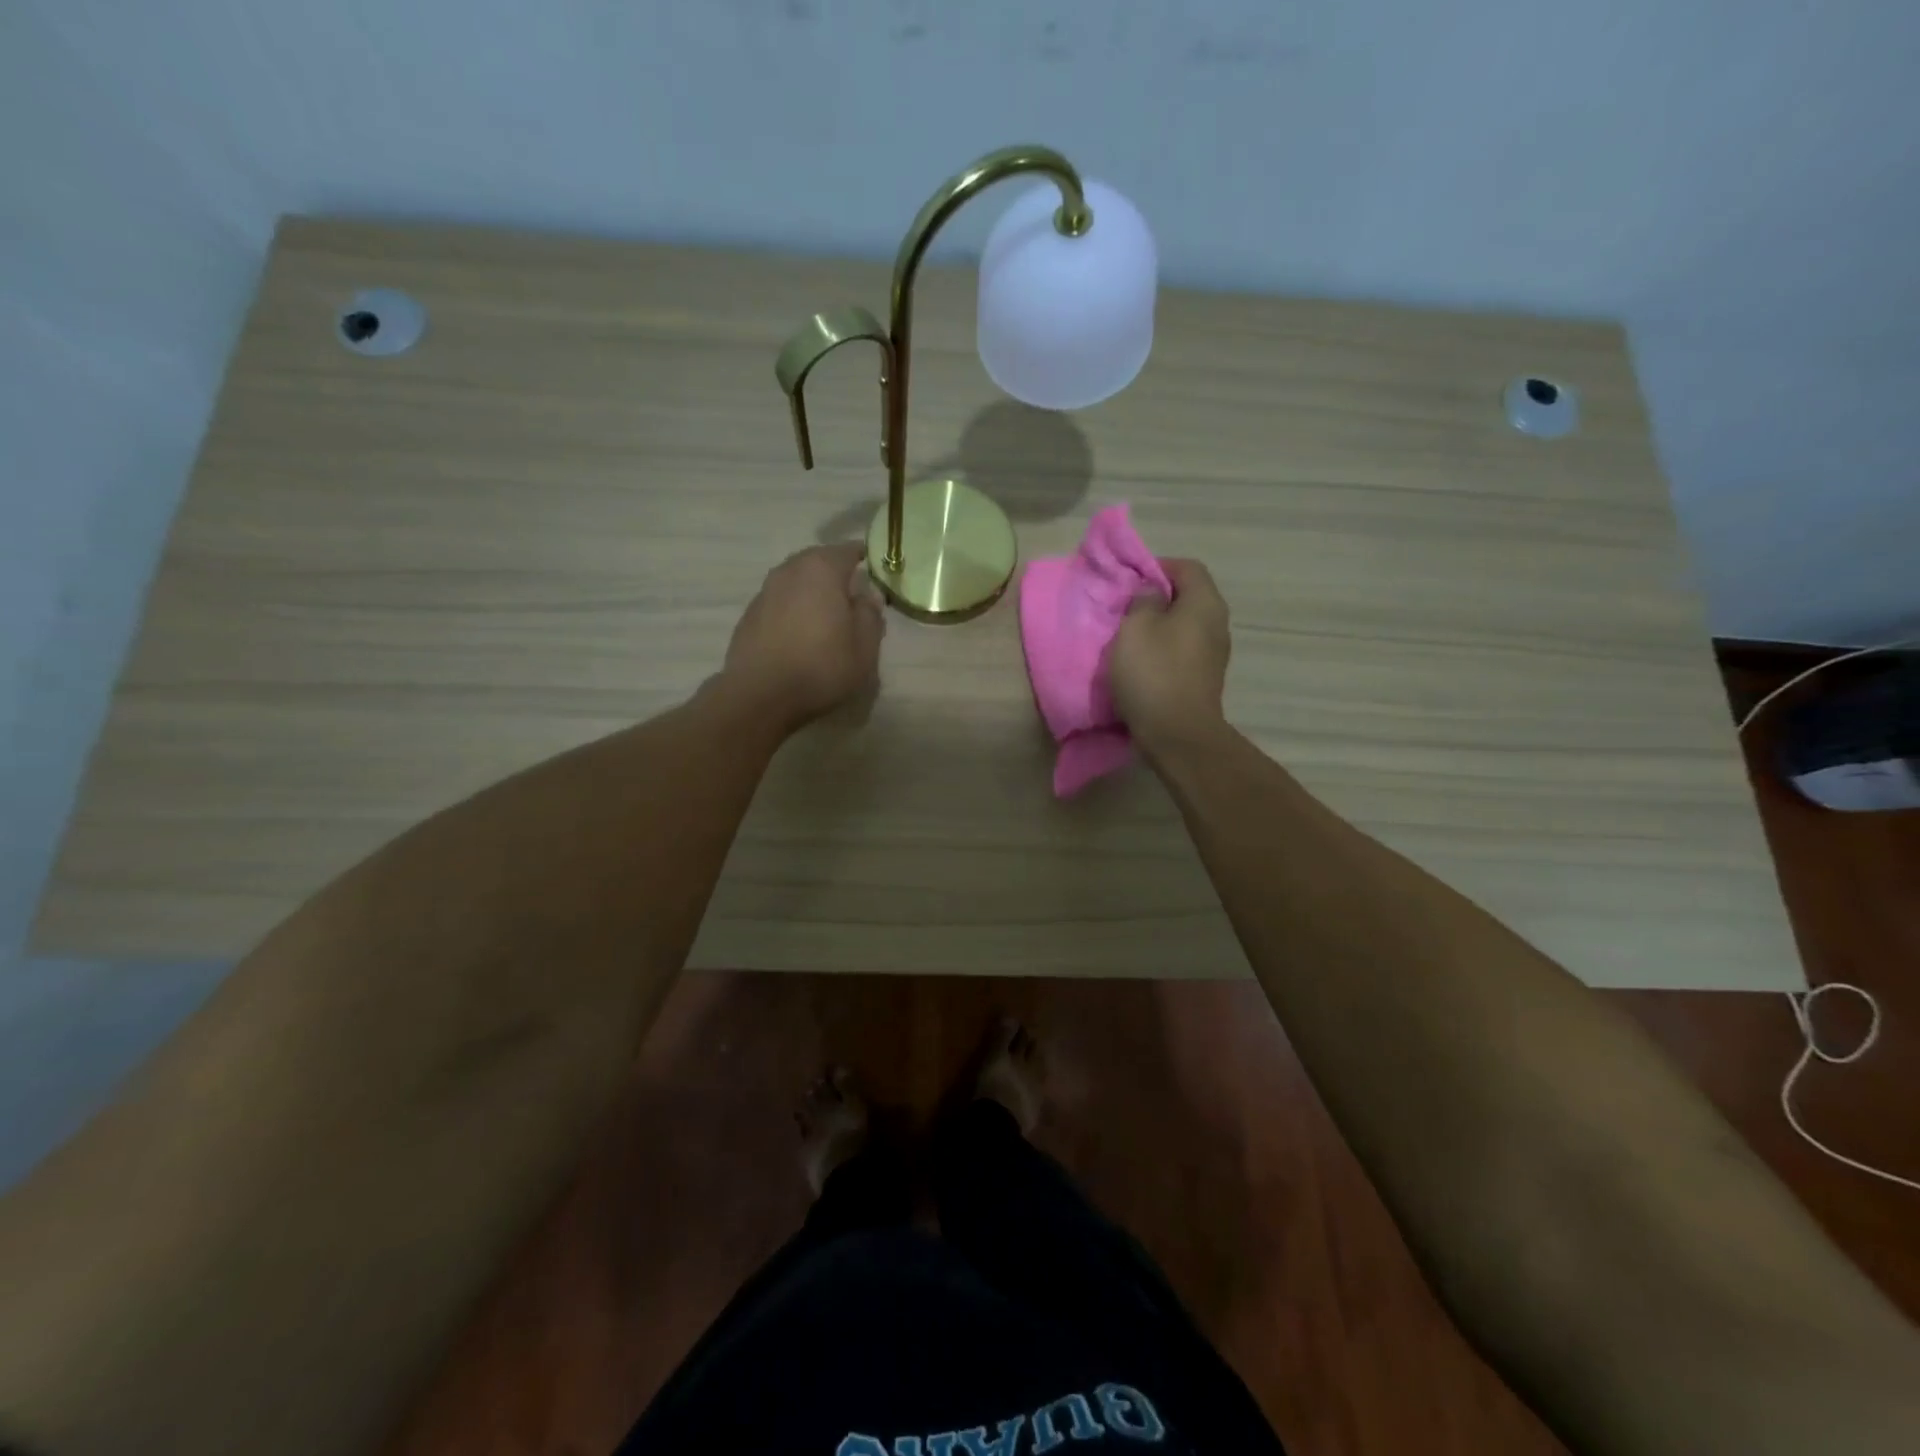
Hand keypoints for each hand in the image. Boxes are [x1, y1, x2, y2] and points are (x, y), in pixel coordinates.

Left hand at [720, 543, 885, 731]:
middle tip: (853, 595)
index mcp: (822, 569)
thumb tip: (869, 594)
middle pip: (819, 561)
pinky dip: (794, 609)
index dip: (865, 557)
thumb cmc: (821, 667)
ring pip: (797, 581)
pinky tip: (801, 633)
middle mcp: (790, 570)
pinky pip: (780, 601)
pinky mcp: (749, 614)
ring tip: (827, 615)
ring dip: (812, 591)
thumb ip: (870, 614)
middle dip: (837, 573)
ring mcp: (765, 591)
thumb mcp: (864, 646)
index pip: (849, 550)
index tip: (876, 569)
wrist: (760, 695)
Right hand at [1109, 559, 1231, 756]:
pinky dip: (1164, 649)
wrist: (1177, 734)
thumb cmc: (1154, 673)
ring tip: (1130, 636)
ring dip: (1159, 626)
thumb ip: (1142, 600)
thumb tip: (1152, 592)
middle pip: (1188, 596)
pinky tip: (1143, 662)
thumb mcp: (1135, 627)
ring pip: (1185, 625)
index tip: (1129, 580)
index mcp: (1205, 603)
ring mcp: (1214, 653)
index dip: (1157, 566)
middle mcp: (1217, 623)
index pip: (1187, 566)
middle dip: (1157, 597)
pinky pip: (1184, 650)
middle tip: (1126, 608)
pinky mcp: (1205, 678)